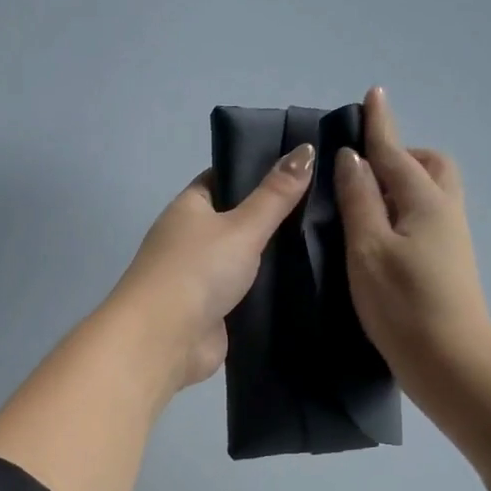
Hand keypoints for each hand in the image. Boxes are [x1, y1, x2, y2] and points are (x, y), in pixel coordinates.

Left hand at [108, 145, 316, 390]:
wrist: (163, 340)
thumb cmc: (197, 270)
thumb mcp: (242, 226)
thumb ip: (276, 194)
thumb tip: (306, 149)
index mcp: (189, 208)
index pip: (224, 179)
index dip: (257, 171)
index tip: (301, 168)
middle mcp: (191, 239)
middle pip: (237, 220)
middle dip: (273, 216)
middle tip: (326, 205)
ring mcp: (201, 277)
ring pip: (244, 259)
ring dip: (274, 256)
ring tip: (327, 240)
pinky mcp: (214, 311)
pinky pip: (247, 292)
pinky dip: (269, 289)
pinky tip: (305, 281)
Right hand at [336, 87, 490, 394]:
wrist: (451, 362)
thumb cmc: (402, 304)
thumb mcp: (368, 248)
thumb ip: (360, 200)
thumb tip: (353, 159)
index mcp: (424, 200)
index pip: (395, 152)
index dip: (380, 124)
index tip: (373, 93)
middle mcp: (444, 210)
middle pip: (429, 165)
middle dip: (400, 154)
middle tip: (364, 169)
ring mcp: (451, 238)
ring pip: (431, 191)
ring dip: (403, 182)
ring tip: (367, 201)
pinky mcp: (448, 261)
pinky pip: (428, 214)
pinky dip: (406, 207)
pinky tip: (382, 231)